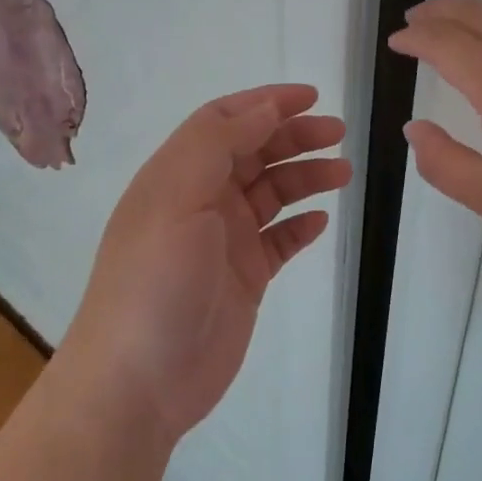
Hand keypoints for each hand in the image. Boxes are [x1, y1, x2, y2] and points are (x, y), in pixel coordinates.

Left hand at [59, 85, 350, 446]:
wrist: (138, 383)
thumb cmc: (154, 281)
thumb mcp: (178, 198)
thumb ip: (219, 145)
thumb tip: (266, 108)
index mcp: (178, 174)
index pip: (224, 121)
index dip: (266, 102)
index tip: (311, 97)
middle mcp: (201, 200)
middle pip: (253, 152)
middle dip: (295, 136)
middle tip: (338, 134)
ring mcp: (223, 240)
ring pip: (272, 193)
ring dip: (306, 176)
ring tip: (343, 172)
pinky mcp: (244, 277)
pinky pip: (279, 239)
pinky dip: (301, 225)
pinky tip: (321, 220)